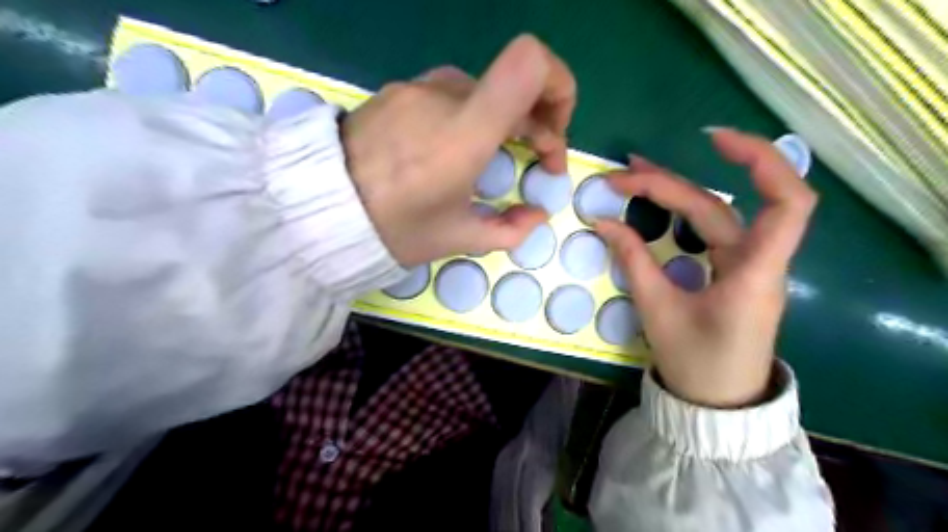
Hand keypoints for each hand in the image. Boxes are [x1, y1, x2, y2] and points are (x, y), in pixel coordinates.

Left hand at [346, 34, 572, 266]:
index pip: (530, 63)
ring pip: (482, 92)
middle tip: (535, 160)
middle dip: (538, 122)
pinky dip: (468, 117)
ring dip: (501, 121)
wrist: (318, 210)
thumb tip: (537, 214)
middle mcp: (444, 95)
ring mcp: (417, 88)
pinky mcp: (397, 92)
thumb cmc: (394, 228)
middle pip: (513, 83)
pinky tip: (450, 150)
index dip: (559, 86)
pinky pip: (448, 95)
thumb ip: (511, 229)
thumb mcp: (458, 238)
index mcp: (465, 131)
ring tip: (490, 159)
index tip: (553, 132)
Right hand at [598, 128, 814, 407]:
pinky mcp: (732, 272)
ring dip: (675, 191)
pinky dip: (682, 213)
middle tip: (621, 175)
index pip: (787, 202)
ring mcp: (745, 265)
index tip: (713, 140)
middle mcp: (757, 260)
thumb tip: (604, 222)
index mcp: (754, 272)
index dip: (761, 161)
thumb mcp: (658, 310)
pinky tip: (658, 203)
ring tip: (633, 175)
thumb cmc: (696, 362)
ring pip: (715, 215)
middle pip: (720, 205)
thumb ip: (634, 261)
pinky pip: (710, 232)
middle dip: (670, 184)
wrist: (716, 402)